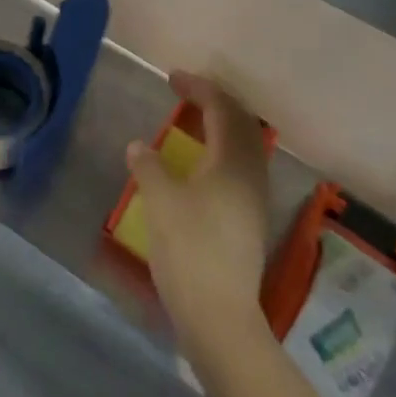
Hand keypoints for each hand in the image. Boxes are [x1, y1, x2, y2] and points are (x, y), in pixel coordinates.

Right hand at [127, 72, 272, 345]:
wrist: (220, 318)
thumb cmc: (189, 249)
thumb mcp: (159, 200)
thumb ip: (148, 165)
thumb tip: (139, 146)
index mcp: (232, 160)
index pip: (221, 108)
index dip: (198, 88)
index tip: (173, 79)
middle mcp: (251, 173)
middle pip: (241, 123)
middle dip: (215, 102)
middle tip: (187, 94)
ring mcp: (256, 199)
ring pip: (245, 146)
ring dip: (222, 126)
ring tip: (195, 123)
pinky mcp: (252, 221)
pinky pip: (242, 166)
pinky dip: (224, 150)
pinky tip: (203, 165)